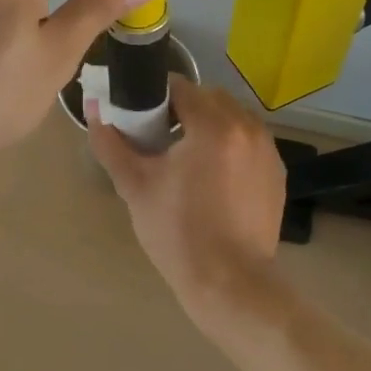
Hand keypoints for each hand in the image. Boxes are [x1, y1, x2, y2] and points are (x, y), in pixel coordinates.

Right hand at [87, 76, 287, 337]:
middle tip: (161, 136)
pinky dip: (231, 143)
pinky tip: (214, 173)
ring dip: (210, 123)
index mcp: (213, 125)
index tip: (141, 116)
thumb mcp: (135, 186)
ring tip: (188, 155)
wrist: (230, 284)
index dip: (156, 96)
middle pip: (210, 97)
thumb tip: (94, 109)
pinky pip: (249, 139)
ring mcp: (267, 149)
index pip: (180, 87)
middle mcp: (247, 127)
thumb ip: (111, 143)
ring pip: (233, 116)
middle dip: (185, 107)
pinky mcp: (277, 171)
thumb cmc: (178, 232)